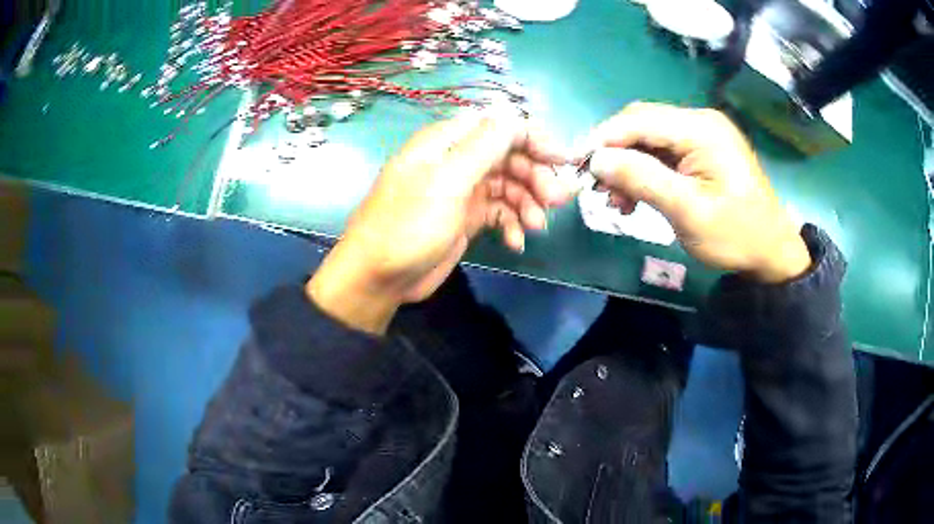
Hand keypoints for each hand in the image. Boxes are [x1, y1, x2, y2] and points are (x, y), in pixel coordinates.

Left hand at [307, 112, 572, 333]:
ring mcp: (462, 190)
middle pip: (509, 156)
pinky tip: (517, 243)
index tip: (562, 161)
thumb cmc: (408, 226)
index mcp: (448, 141)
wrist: (379, 277)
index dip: (533, 138)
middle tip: (556, 201)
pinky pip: (500, 212)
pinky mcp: (466, 218)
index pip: (500, 125)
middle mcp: (457, 160)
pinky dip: (512, 224)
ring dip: (528, 203)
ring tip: (536, 226)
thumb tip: (513, 112)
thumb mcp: (446, 181)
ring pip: (509, 185)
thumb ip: (483, 145)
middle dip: (536, 175)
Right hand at [584, 102, 810, 283]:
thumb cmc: (735, 235)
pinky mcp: (703, 150)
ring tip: (618, 201)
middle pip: (642, 123)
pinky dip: (646, 171)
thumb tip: (597, 161)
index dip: (604, 138)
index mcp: (701, 129)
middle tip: (599, 188)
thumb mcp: (687, 211)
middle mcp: (700, 121)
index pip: (639, 119)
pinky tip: (638, 196)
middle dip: (615, 153)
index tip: (578, 166)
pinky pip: (664, 152)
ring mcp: (703, 134)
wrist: (771, 252)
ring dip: (628, 165)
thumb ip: (642, 179)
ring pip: (649, 138)